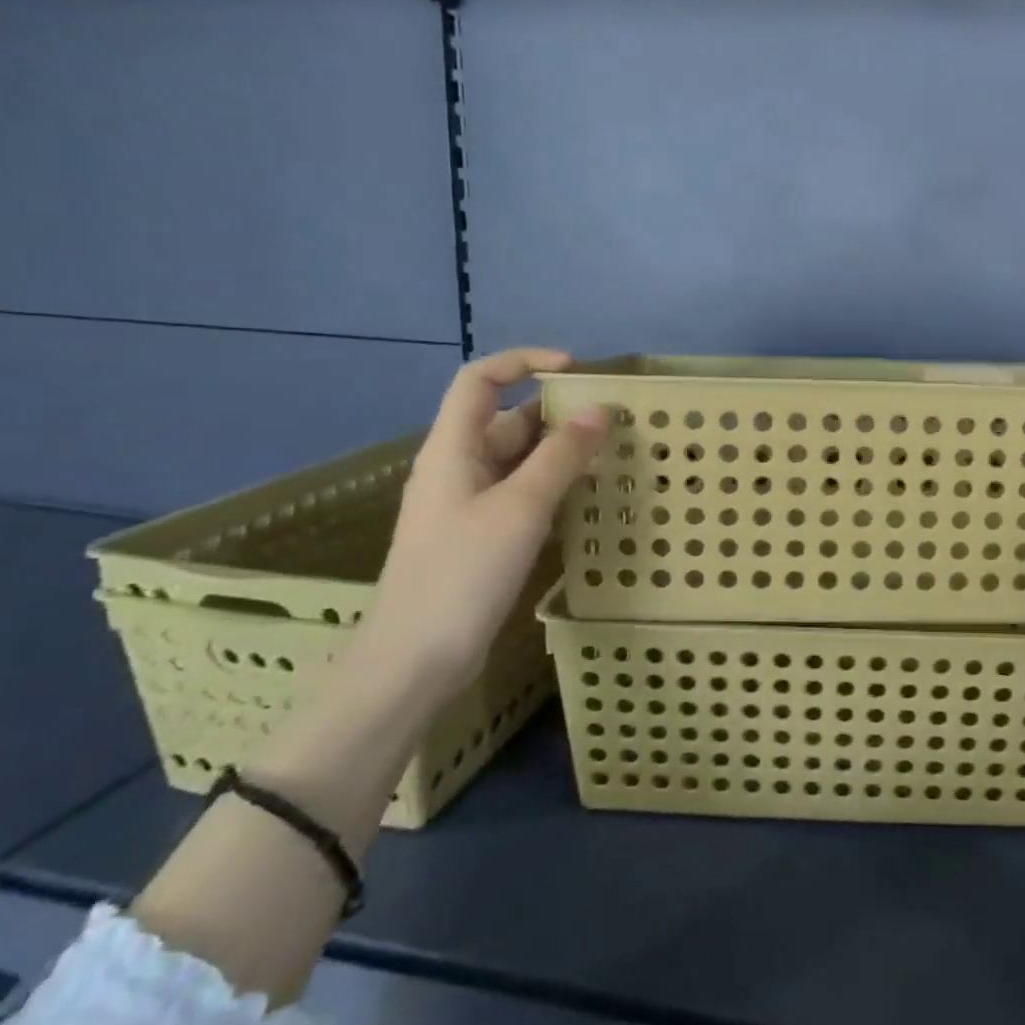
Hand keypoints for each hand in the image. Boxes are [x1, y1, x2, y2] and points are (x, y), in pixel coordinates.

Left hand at [363, 348, 609, 707]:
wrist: (413, 662)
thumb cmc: (462, 574)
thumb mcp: (520, 508)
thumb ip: (562, 455)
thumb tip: (600, 410)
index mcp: (453, 448)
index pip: (481, 380)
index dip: (524, 363)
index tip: (575, 371)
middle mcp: (458, 467)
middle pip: (507, 419)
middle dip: (558, 413)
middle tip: (612, 421)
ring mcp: (468, 504)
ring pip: (519, 460)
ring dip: (561, 452)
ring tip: (611, 455)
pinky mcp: (481, 536)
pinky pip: (522, 493)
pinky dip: (554, 486)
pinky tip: (586, 499)